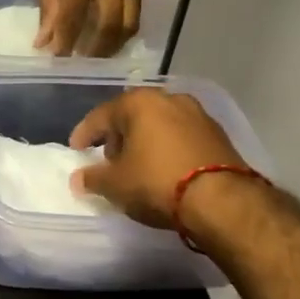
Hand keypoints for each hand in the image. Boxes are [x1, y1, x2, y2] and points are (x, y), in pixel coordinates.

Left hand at [35, 0, 141, 56]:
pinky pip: (137, 13)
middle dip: (95, 49)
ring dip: (112, 45)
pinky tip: (108, 40)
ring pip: (130, 23)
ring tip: (95, 56)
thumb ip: (48, 4)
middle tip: (80, 63)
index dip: (66, 39)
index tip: (57, 59)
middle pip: (111, 22)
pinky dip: (123, 32)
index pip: (75, 11)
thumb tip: (45, 43)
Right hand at [69, 88, 254, 229]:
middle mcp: (168, 98)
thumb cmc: (157, 182)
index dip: (84, 134)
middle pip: (132, 116)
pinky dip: (167, 148)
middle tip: (108, 161)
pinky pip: (181, 137)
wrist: (223, 200)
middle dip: (117, 137)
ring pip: (159, 124)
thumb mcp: (116, 185)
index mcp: (138, 102)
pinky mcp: (217, 134)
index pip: (101, 116)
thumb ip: (93, 178)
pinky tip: (164, 169)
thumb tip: (79, 178)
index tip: (76, 150)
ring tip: (137, 167)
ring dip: (144, 142)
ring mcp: (197, 114)